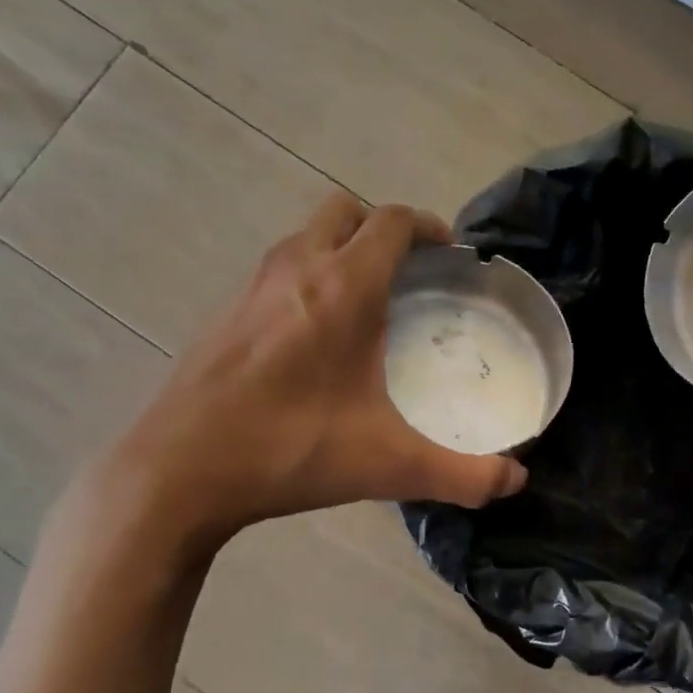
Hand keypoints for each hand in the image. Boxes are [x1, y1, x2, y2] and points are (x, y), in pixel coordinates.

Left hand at [92, 194, 526, 555]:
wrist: (177, 473)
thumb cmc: (289, 450)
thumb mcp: (388, 465)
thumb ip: (462, 474)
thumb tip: (515, 482)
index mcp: (342, 288)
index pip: (392, 222)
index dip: (428, 225)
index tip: (450, 251)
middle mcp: (296, 269)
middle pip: (344, 210)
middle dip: (382, 227)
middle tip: (410, 270)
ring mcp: (251, 287)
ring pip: (305, 236)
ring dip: (341, 248)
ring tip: (367, 299)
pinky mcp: (224, 313)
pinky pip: (278, 269)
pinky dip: (307, 276)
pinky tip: (314, 337)